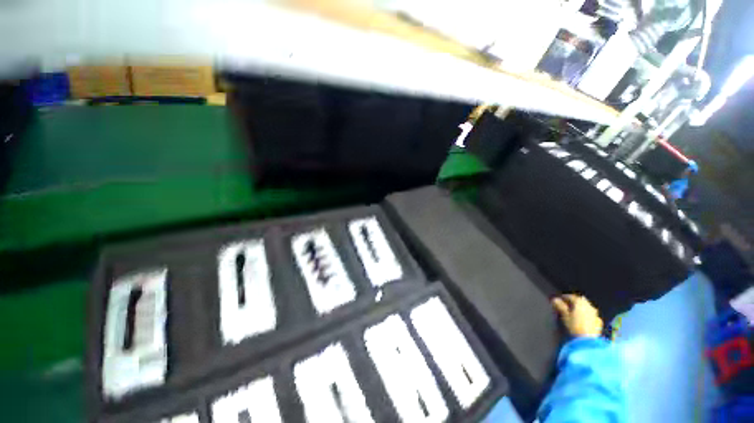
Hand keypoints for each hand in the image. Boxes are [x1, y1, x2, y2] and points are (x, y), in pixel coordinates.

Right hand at [552, 294, 603, 337]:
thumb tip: (555, 299)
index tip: (560, 299)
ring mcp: (595, 314)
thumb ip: (560, 306)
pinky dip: (587, 314)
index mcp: (580, 303)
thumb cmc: (574, 326)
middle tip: (568, 304)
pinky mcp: (599, 322)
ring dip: (582, 307)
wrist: (588, 340)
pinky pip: (592, 314)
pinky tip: (584, 318)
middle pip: (581, 300)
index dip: (565, 297)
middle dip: (575, 301)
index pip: (572, 297)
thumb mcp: (565, 315)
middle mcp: (589, 306)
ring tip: (575, 311)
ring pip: (588, 307)